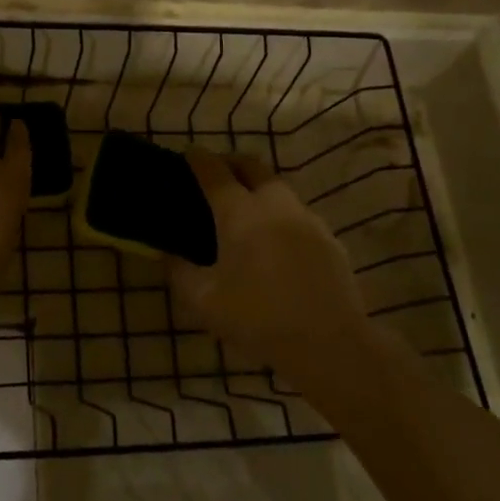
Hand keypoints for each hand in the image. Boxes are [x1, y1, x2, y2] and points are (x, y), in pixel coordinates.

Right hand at [168, 151, 360, 369]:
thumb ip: (180, 271)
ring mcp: (306, 219)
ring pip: (278, 188)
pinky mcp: (329, 239)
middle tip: (215, 177)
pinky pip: (297, 214)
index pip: (213, 171)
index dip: (197, 159)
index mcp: (240, 213)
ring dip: (258, 188)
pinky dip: (279, 215)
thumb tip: (169, 253)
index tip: (187, 155)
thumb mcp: (203, 301)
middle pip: (252, 166)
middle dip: (231, 163)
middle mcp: (274, 205)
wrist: (330, 345)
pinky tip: (275, 243)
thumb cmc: (258, 319)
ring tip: (244, 211)